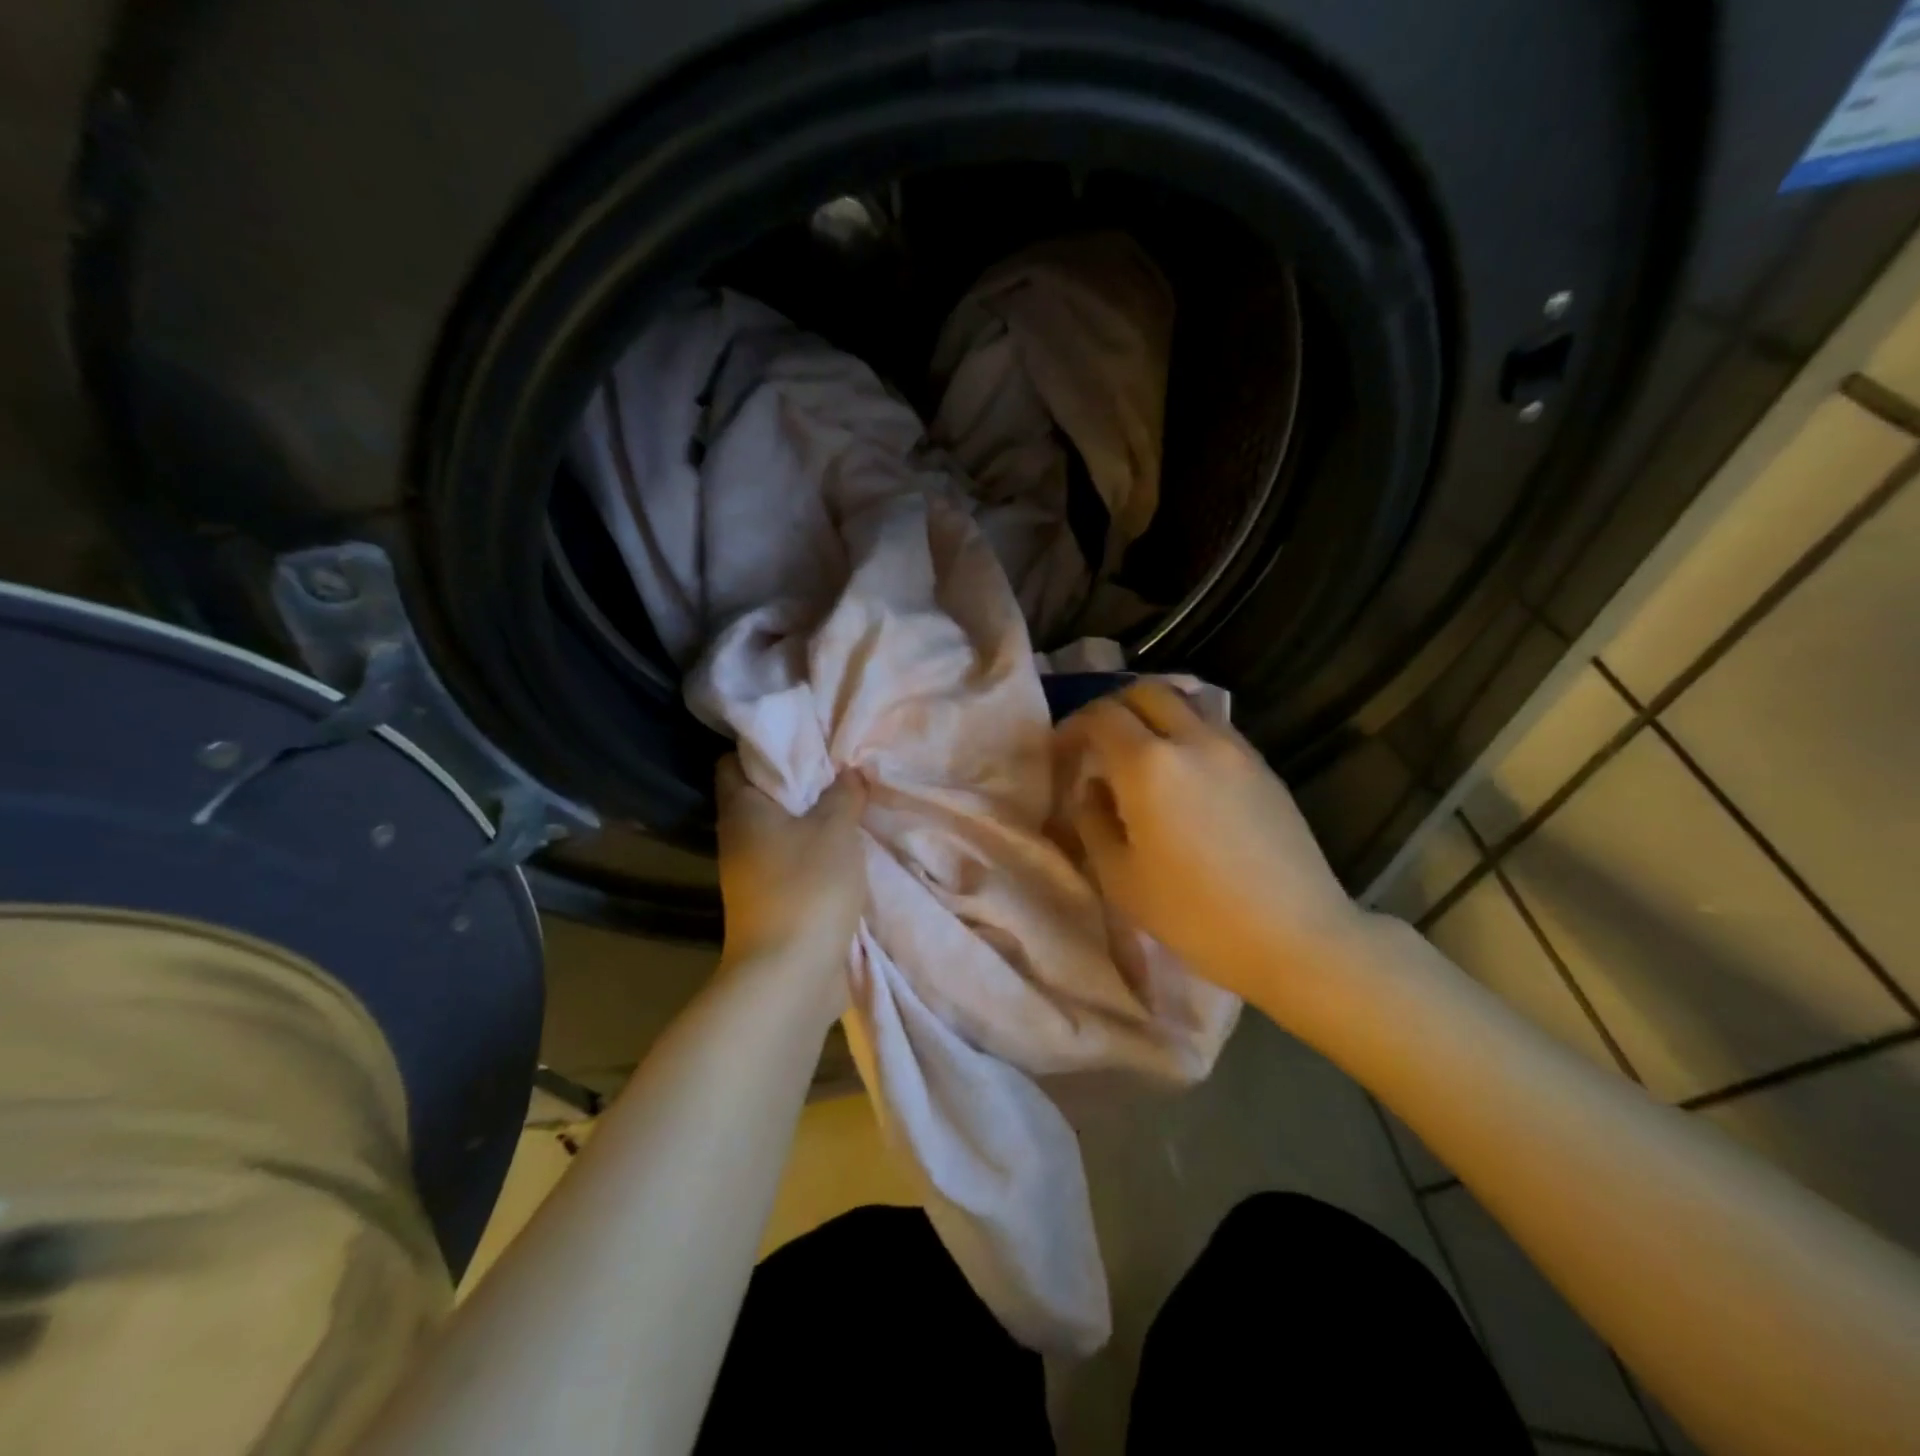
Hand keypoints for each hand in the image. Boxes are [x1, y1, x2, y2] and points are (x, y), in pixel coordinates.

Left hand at [714, 756, 867, 1002]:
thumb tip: (848, 773)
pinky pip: (790, 860)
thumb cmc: (807, 888)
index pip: (734, 760)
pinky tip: (845, 845)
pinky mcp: (768, 900)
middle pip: (760, 794)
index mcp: (741, 809)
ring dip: (809, 818)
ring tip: (847, 802)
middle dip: (796, 780)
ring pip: (778, 829)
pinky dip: (813, 850)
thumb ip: (843, 795)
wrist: (788, 975)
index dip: (763, 744)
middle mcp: (737, 837)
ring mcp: (749, 873)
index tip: (802, 736)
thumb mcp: (835, 830)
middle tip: (836, 766)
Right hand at [1055, 682, 1372, 1009]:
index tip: (1063, 750)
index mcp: (1148, 765)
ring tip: (1143, 753)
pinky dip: (1188, 733)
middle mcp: (1193, 740)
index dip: (1074, 726)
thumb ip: (1093, 823)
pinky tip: (1185, 775)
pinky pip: (1216, 728)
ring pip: (1187, 703)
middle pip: (1147, 692)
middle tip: (1099, 741)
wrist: (1295, 936)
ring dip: (1155, 715)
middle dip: (1114, 707)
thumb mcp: (1120, 878)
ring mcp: (1235, 749)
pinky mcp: (1264, 767)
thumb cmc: (1194, 915)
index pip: (1101, 716)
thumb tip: (1093, 789)